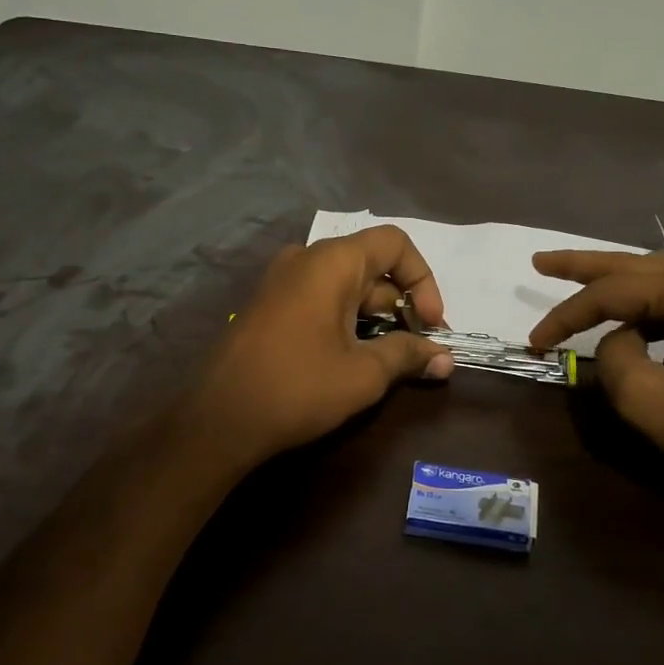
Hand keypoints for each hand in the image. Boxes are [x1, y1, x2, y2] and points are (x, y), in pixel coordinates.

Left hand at [194, 227, 453, 466]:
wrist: (217, 420)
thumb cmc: (298, 388)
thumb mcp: (364, 374)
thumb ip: (408, 356)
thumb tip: (446, 359)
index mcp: (331, 262)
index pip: (394, 243)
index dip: (423, 279)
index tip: (431, 324)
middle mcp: (305, 260)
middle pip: (372, 266)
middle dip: (403, 306)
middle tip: (420, 350)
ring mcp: (282, 282)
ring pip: (347, 287)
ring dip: (377, 318)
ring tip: (393, 360)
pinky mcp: (270, 307)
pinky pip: (321, 300)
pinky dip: (348, 321)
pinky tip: (356, 359)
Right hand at [530, 252, 663, 527]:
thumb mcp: (646, 399)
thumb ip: (612, 357)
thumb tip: (615, 340)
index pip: (613, 292)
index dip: (567, 314)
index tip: (534, 341)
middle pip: (633, 266)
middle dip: (582, 266)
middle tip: (539, 261)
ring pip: (653, 277)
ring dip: (610, 279)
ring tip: (569, 276)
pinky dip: (638, 302)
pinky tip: (619, 312)